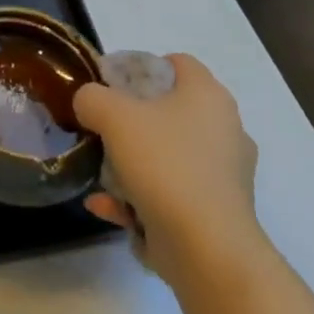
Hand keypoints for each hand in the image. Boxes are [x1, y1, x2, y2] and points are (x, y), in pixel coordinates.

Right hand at [73, 54, 259, 284]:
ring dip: (133, 166)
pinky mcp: (218, 216)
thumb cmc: (165, 164)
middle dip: (133, 122)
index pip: (177, 63)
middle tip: (103, 129)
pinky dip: (141, 199)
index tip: (112, 85)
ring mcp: (225, 176)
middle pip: (171, 112)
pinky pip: (173, 196)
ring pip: (170, 157)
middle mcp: (225, 130)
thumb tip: (89, 102)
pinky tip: (106, 208)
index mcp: (208, 96)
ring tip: (99, 175)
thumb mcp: (113, 116)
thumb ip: (93, 98)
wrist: (208, 251)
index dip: (142, 67)